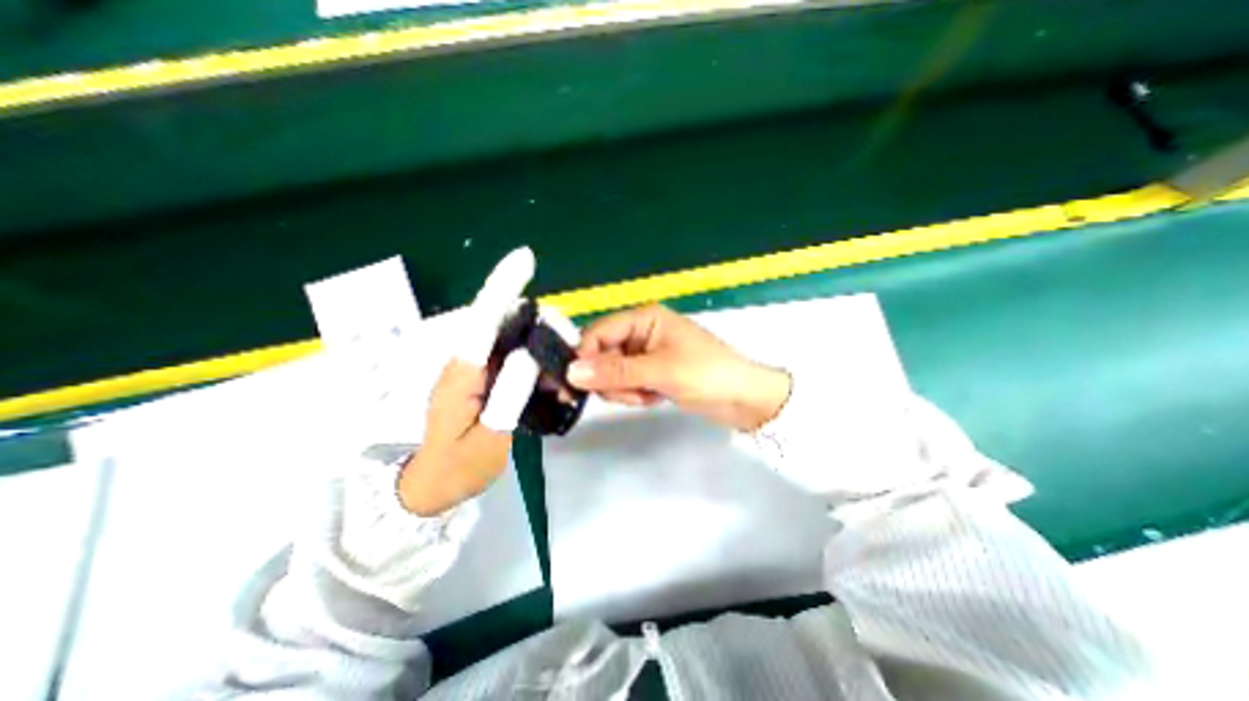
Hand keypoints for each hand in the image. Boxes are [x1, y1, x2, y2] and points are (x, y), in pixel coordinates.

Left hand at [396, 246, 538, 514]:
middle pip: (502, 323)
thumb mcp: (488, 439)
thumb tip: (529, 353)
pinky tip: (549, 378)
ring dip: (540, 343)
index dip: (503, 287)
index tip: (526, 259)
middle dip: (540, 322)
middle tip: (570, 343)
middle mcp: (466, 363)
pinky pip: (510, 357)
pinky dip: (534, 360)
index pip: (482, 320)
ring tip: (563, 367)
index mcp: (461, 374)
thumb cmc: (455, 470)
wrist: (429, 489)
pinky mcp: (482, 379)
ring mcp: (474, 370)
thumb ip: (509, 395)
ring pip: (510, 339)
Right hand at [571, 302, 787, 428]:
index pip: (598, 333)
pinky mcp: (652, 372)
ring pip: (613, 372)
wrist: (744, 399)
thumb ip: (615, 371)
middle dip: (610, 379)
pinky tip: (654, 398)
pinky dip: (635, 394)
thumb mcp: (660, 371)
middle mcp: (641, 332)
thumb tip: (570, 372)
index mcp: (644, 319)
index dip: (583, 356)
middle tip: (629, 394)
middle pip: (603, 354)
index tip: (572, 384)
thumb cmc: (706, 375)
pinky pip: (627, 383)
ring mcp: (646, 354)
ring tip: (648, 396)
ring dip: (624, 389)